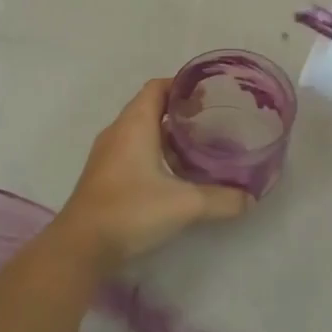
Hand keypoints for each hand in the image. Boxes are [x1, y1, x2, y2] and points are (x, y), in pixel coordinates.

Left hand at [55, 78, 249, 269]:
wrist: (81, 247)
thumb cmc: (131, 210)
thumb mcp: (185, 204)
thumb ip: (221, 199)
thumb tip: (250, 198)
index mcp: (134, 124)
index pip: (157, 87)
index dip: (182, 85)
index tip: (209, 95)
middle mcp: (118, 132)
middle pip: (150, 107)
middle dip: (180, 111)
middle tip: (212, 122)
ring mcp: (107, 154)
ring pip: (141, 131)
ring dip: (167, 134)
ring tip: (199, 146)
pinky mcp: (104, 176)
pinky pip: (133, 151)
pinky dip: (155, 153)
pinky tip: (175, 174)